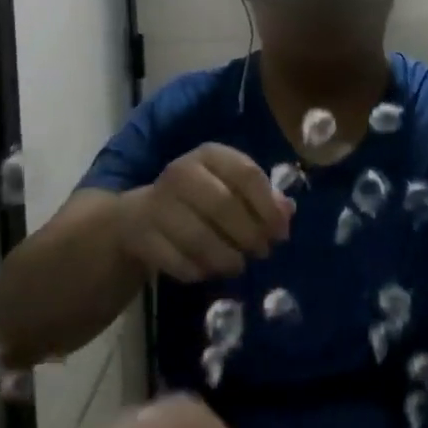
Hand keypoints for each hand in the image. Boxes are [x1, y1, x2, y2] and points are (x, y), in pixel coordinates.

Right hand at [120, 143, 293, 281]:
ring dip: (225, 258)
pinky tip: (209, 272)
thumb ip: (262, 196)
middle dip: (249, 234)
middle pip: (223, 205)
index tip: (281, 232)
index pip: (246, 174)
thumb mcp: (231, 187)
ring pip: (198, 237)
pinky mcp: (141, 236)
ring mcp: (158, 204)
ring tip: (239, 265)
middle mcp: (182, 172)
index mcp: (210, 155)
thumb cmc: (201, 198)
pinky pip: (176, 261)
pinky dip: (198, 271)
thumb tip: (287, 212)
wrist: (141, 215)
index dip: (268, 205)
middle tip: (263, 252)